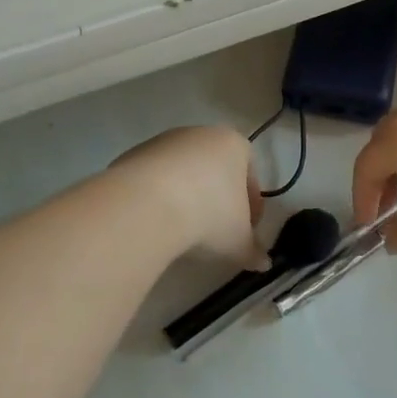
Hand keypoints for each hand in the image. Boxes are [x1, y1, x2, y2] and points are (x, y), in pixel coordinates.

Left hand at [109, 125, 265, 268]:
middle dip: (217, 198)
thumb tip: (263, 263)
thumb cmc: (208, 215)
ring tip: (182, 230)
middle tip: (215, 231)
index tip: (246, 229)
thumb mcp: (238, 241)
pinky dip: (158, 197)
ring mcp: (163, 141)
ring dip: (186, 196)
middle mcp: (200, 134)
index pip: (250, 172)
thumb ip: (253, 251)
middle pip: (215, 168)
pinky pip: (154, 179)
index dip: (251, 204)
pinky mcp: (133, 154)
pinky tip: (155, 222)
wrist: (146, 206)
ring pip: (182, 172)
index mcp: (233, 144)